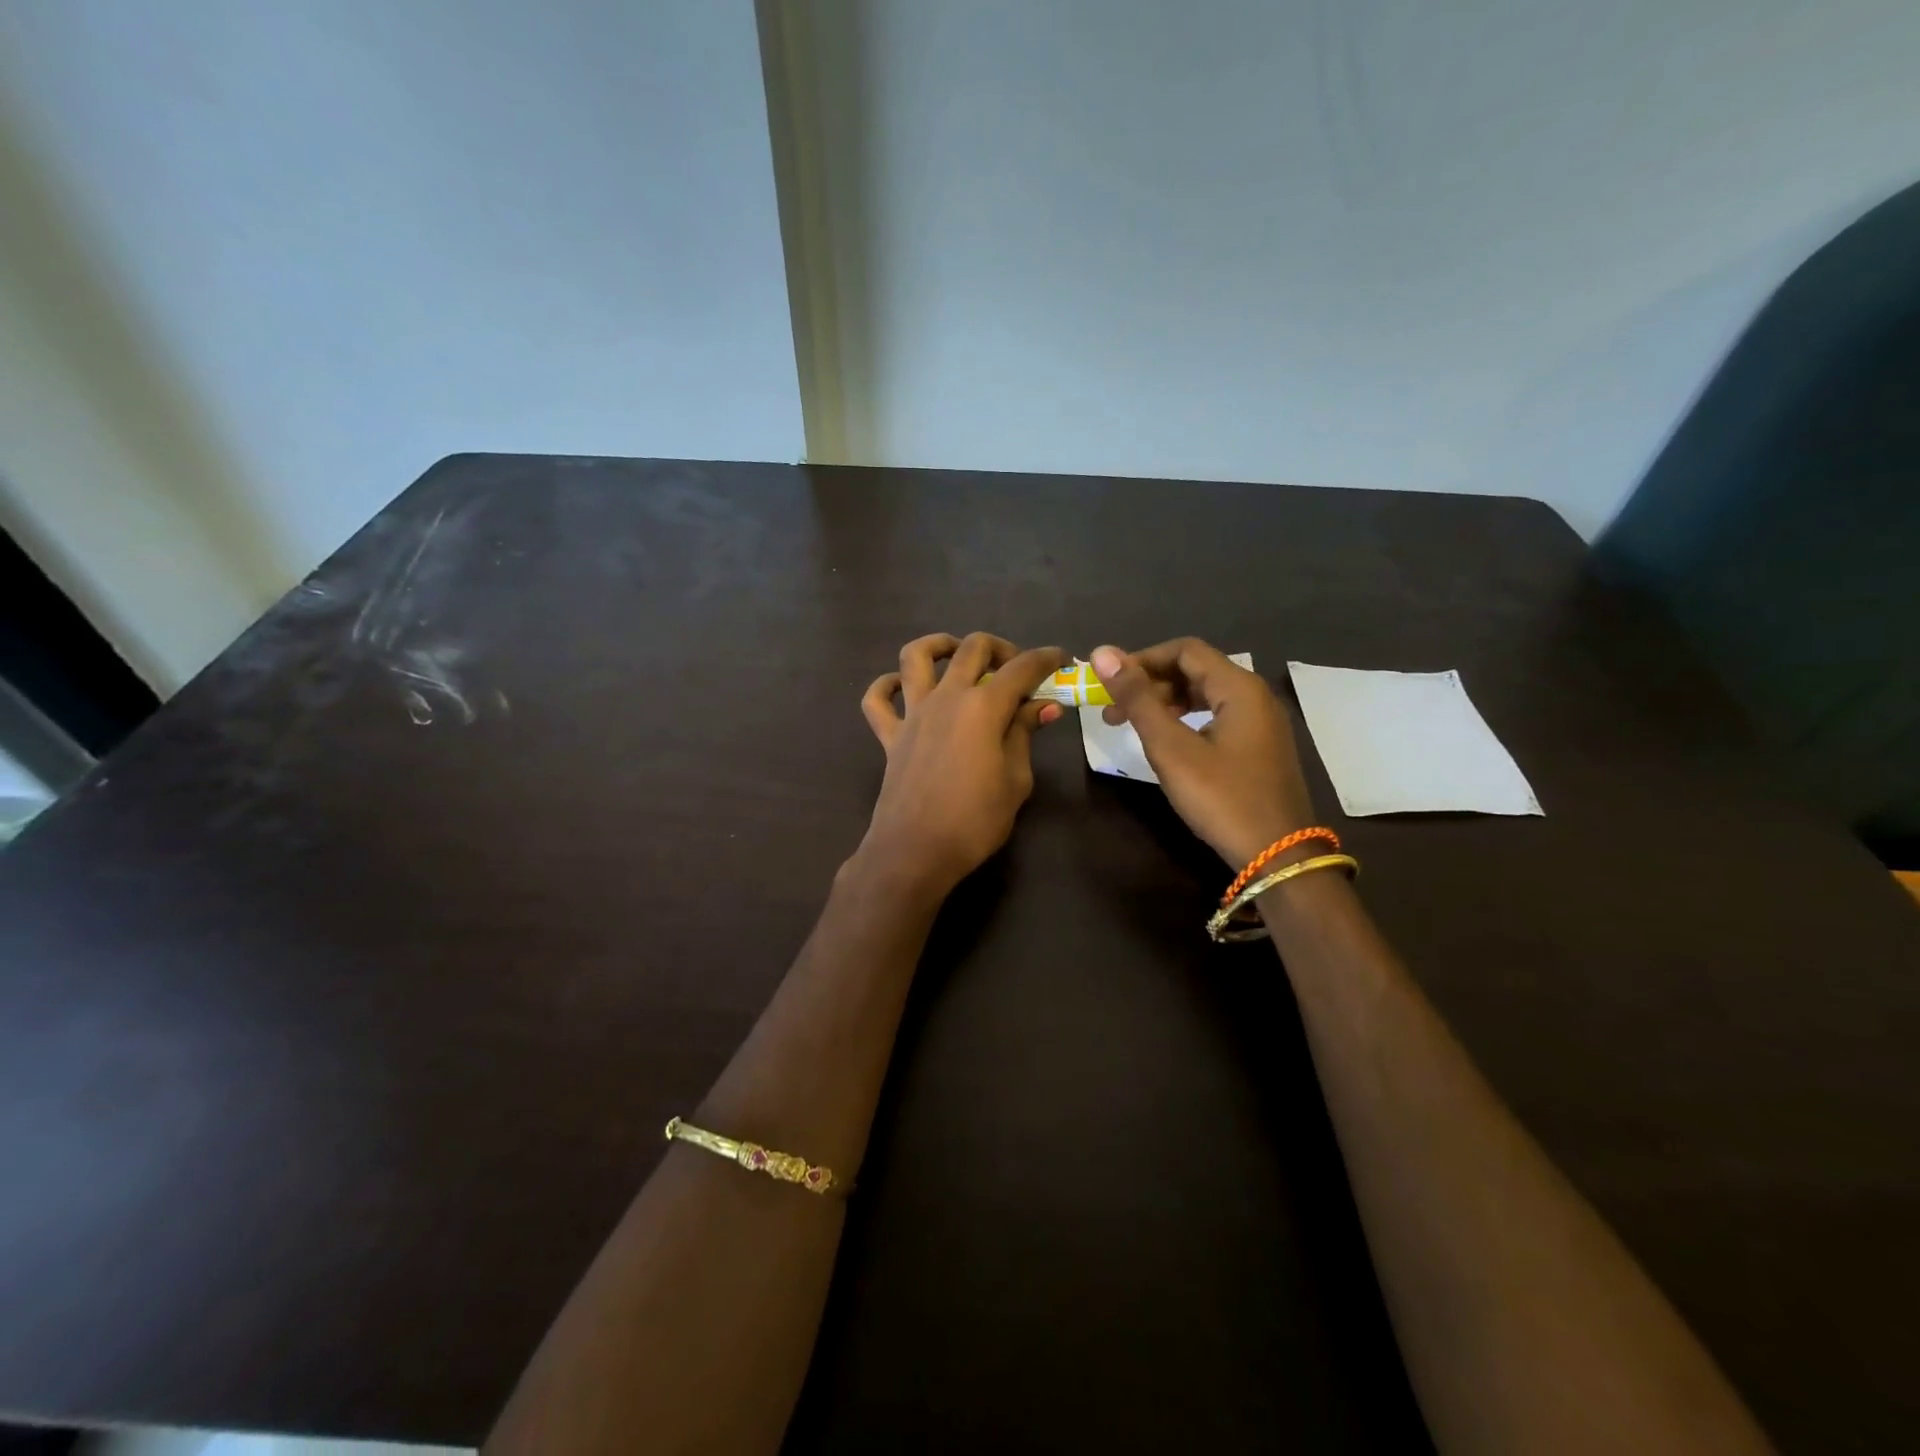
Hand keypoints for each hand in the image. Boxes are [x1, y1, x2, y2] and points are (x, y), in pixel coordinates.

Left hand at [858, 633, 1069, 895]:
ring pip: (916, 656)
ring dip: (939, 645)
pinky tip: (901, 687)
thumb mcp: (1016, 779)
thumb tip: (1044, 705)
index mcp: (984, 706)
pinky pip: (877, 699)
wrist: (916, 851)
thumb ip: (1024, 734)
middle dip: (1000, 648)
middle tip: (1016, 668)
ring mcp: (913, 713)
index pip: (1021, 668)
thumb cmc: (975, 820)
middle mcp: (947, 697)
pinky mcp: (890, 735)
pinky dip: (886, 686)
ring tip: (957, 654)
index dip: (1045, 659)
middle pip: (972, 649)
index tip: (1060, 659)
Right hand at [1091, 638, 1317, 868]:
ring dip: (1165, 703)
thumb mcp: (1171, 748)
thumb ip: (1137, 699)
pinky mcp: (1260, 747)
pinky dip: (1186, 720)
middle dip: (1150, 684)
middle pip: (1195, 670)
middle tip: (1112, 710)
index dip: (1142, 660)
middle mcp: (1255, 696)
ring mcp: (1261, 723)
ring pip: (1206, 695)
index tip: (1109, 683)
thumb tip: (1102, 653)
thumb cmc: (1221, 797)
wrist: (1278, 856)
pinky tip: (1167, 742)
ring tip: (1131, 726)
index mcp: (1239, 687)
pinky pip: (1217, 716)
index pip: (1184, 650)